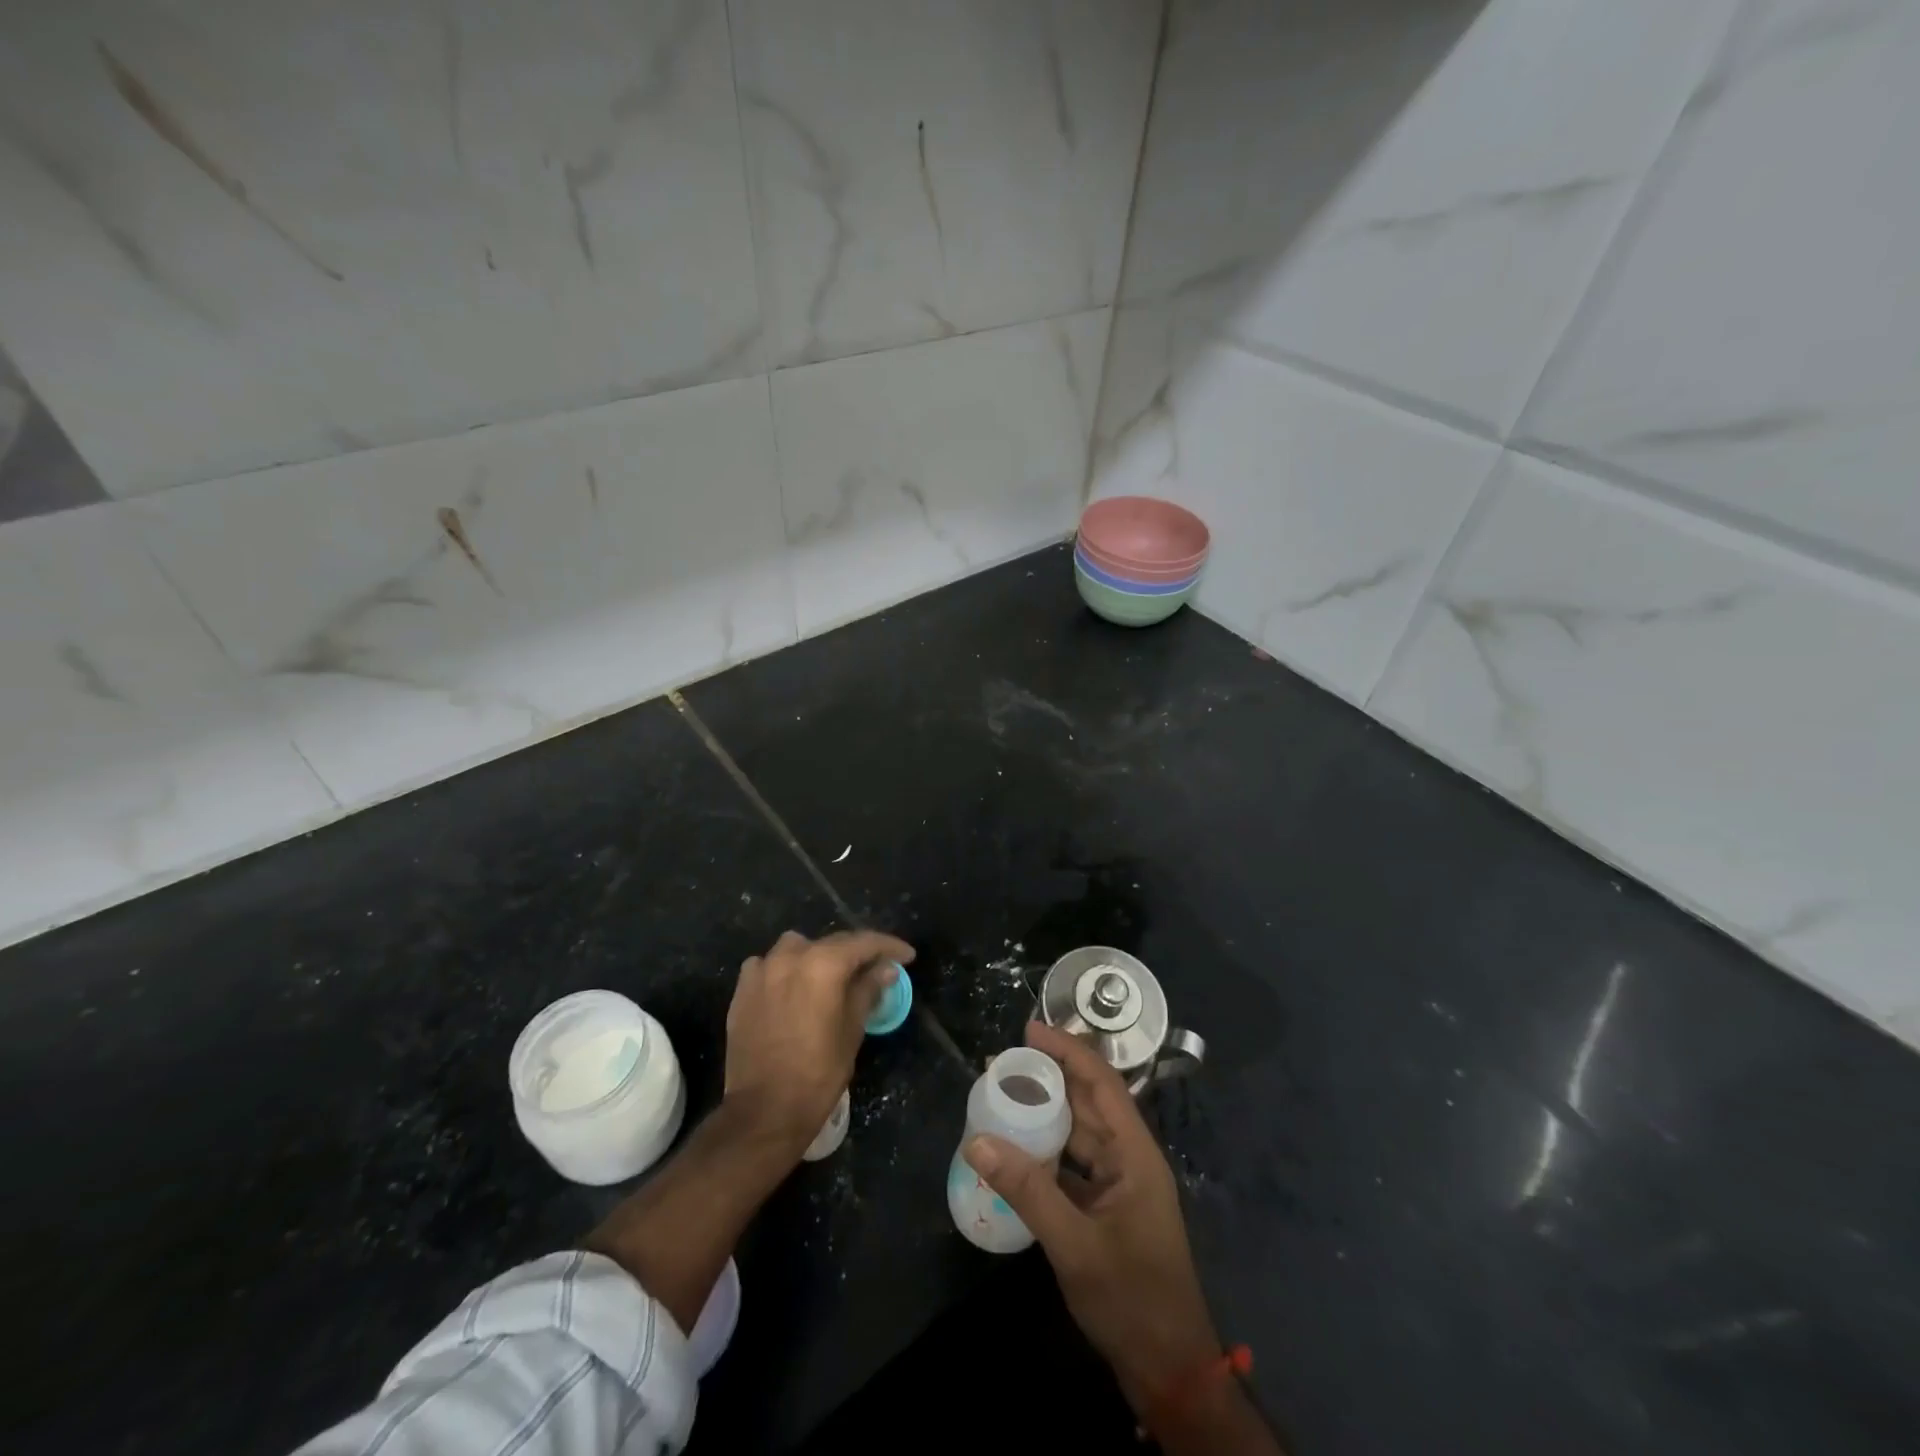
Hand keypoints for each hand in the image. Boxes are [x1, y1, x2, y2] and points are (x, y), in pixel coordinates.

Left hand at [723, 928, 913, 1157]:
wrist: (764, 1110)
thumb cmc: (818, 1072)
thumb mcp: (853, 1030)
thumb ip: (868, 990)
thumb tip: (886, 969)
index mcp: (824, 964)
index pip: (864, 942)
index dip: (889, 947)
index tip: (907, 956)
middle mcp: (791, 956)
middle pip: (832, 943)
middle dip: (857, 953)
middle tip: (875, 968)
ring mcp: (762, 970)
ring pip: (797, 947)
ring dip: (817, 956)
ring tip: (829, 977)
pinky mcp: (743, 989)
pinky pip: (768, 965)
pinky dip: (784, 970)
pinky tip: (791, 989)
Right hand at [965, 1021, 1219, 1412]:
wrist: (1169, 1370)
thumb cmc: (1132, 1299)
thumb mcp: (1075, 1245)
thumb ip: (1028, 1191)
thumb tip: (977, 1141)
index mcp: (1135, 1153)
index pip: (1102, 1082)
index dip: (1068, 1051)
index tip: (1030, 1031)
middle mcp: (1129, 1158)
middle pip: (1089, 1102)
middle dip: (1050, 1076)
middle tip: (1003, 1062)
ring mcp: (1120, 1184)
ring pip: (1080, 1132)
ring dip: (1046, 1113)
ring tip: (1003, 1094)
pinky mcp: (1107, 1208)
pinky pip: (1074, 1164)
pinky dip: (1047, 1151)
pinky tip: (1017, 1148)